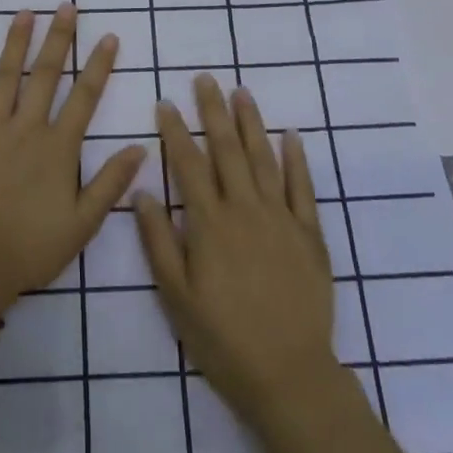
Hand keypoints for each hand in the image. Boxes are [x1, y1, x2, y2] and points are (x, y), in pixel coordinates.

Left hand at [0, 5, 146, 315]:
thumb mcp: (83, 223)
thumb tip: (140, 147)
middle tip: (66, 6)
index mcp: (58, 148)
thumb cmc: (31, 248)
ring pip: (5, 77)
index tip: (108, 37)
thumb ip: (111, 183)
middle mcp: (26, 128)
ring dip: (16, 43)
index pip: (85, 97)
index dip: (99, 65)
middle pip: (45, 75)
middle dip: (59, 38)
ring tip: (25, 13)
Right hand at [137, 74, 339, 429]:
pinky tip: (291, 136)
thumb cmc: (222, 338)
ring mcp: (281, 219)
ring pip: (264, 159)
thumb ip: (159, 241)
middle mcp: (245, 210)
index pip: (188, 164)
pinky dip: (296, 159)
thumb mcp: (176, 296)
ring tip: (241, 92)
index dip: (175, 130)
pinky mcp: (310, 234)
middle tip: (205, 79)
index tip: (165, 102)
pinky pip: (302, 188)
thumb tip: (142, 192)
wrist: (288, 373)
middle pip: (227, 150)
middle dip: (213, 111)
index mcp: (209, 224)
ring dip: (251, 123)